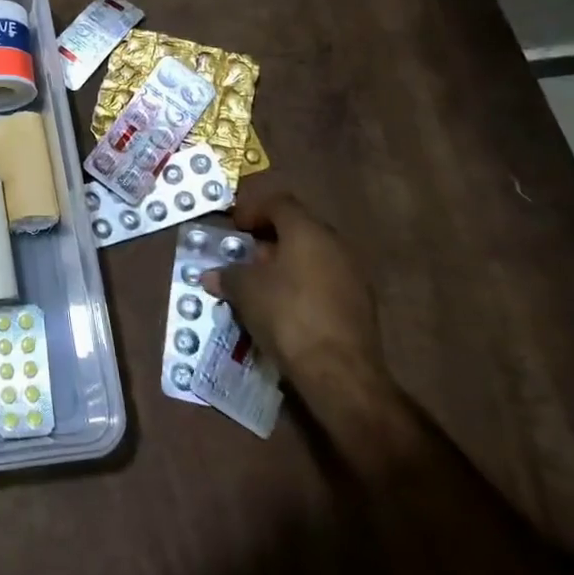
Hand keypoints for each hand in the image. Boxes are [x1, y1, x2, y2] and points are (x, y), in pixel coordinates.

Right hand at [206, 188, 391, 419]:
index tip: (235, 227)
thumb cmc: (287, 315)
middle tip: (245, 257)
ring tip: (262, 286)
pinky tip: (286, 308)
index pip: (279, 203)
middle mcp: (335, 244)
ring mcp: (353, 274)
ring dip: (286, 265)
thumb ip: (228, 275)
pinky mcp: (361, 304)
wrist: (340, 371)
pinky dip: (304, 286)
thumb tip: (212, 275)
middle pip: (298, 229)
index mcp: (307, 231)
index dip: (253, 209)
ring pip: (313, 257)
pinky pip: (325, 281)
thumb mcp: (245, 291)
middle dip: (269, 240)